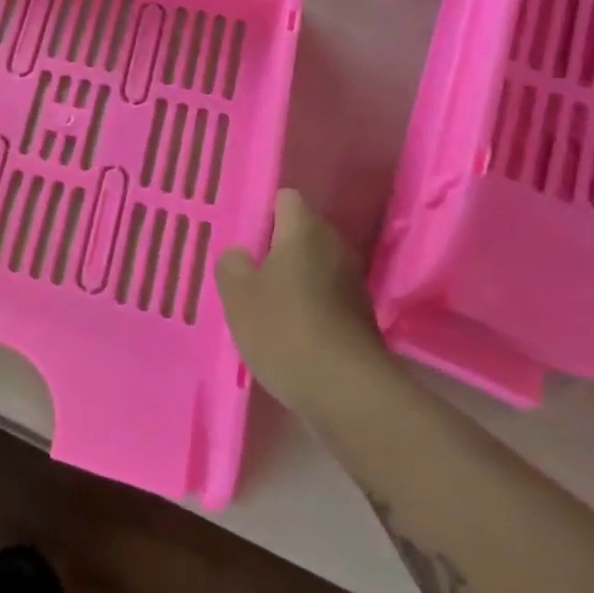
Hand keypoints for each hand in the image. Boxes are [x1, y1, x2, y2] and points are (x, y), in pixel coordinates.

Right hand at [215, 190, 391, 418]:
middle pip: (301, 233)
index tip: (242, 234)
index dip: (262, 210)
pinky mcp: (361, 319)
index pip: (286, 198)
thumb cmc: (285, 329)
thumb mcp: (238, 294)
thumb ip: (232, 264)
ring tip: (263, 302)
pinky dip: (308, 306)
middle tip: (246, 269)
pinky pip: (326, 297)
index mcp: (305, 231)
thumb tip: (241, 256)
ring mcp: (353, 284)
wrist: (348, 394)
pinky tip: (287, 331)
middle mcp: (335, 248)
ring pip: (314, 267)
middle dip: (274, 247)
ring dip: (292, 279)